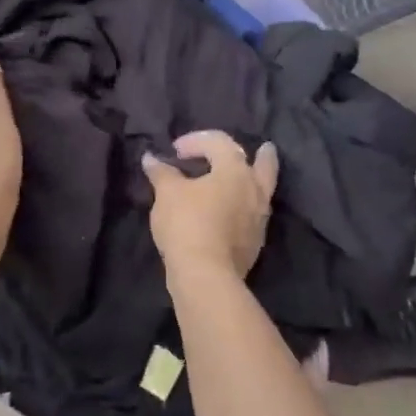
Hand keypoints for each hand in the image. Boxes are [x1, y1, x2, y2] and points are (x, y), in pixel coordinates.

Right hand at [142, 130, 277, 279]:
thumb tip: (151, 158)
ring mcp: (259, 218)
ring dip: (252, 182)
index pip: (219, 142)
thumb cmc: (186, 223)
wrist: (205, 274)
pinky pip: (252, 214)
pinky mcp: (255, 242)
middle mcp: (254, 190)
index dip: (196, 140)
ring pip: (261, 191)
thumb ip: (161, 172)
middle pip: (264, 165)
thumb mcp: (167, 193)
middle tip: (263, 148)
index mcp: (235, 170)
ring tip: (244, 180)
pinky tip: (232, 210)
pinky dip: (243, 205)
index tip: (175, 151)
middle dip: (262, 155)